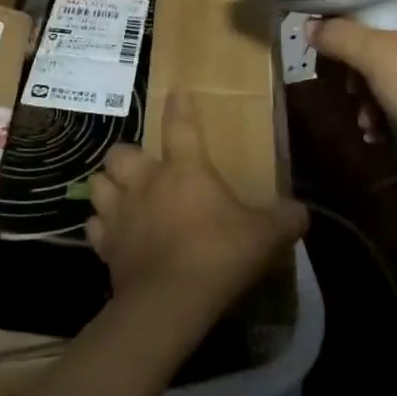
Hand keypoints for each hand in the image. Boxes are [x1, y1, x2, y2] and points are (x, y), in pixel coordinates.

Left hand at [87, 94, 307, 327]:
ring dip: (107, 187)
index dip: (179, 107)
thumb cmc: (218, 256)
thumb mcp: (263, 237)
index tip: (177, 93)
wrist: (169, 302)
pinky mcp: (105, 246)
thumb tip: (302, 212)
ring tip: (120, 197)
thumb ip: (283, 220)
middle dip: (127, 157)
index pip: (180, 125)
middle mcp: (146, 182)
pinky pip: (94, 227)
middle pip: (120, 153)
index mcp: (184, 170)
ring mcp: (120, 213)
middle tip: (143, 170)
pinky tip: (112, 235)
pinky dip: (101, 228)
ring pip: (97, 184)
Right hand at [311, 0, 396, 170]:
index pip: (387, 1)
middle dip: (362, 70)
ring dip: (373, 98)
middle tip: (349, 91)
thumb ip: (339, 36)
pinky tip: (382, 136)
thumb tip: (310, 26)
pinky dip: (396, 115)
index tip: (331, 42)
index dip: (354, 17)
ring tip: (366, 123)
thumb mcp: (375, 57)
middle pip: (391, 41)